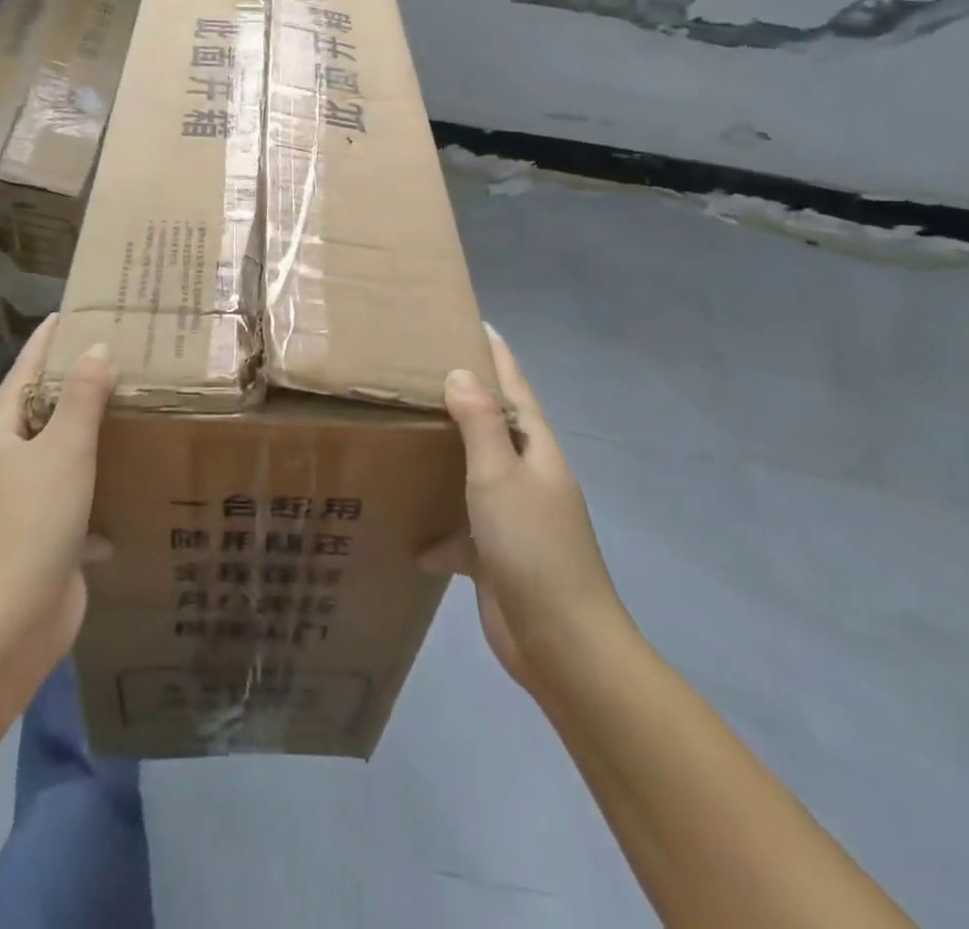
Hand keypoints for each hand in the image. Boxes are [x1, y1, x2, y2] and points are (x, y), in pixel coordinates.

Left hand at [0, 316, 115, 690]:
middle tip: (117, 356)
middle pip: (42, 413)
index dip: (45, 343)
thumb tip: (97, 350)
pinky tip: (132, 488)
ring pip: (62, 457)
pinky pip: (79, 500)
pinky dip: (101, 491)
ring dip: (91, 437)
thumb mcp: (63, 450)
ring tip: (131, 410)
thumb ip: (82, 398)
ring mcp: (25, 505)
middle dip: (75, 386)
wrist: (9, 623)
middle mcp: (7, 465)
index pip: (24, 374)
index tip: (68, 315)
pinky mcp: (48, 539)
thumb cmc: (32, 522)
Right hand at [423, 324, 628, 688]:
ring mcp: (515, 518)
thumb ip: (480, 424)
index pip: (517, 390)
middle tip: (425, 372)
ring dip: (448, 460)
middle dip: (468, 400)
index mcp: (536, 452)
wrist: (560, 643)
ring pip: (475, 475)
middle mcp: (528, 478)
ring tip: (408, 437)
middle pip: (496, 427)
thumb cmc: (532, 546)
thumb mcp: (499, 477)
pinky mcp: (497, 555)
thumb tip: (461, 373)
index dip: (499, 358)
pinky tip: (410, 538)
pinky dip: (440, 531)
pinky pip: (463, 529)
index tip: (478, 324)